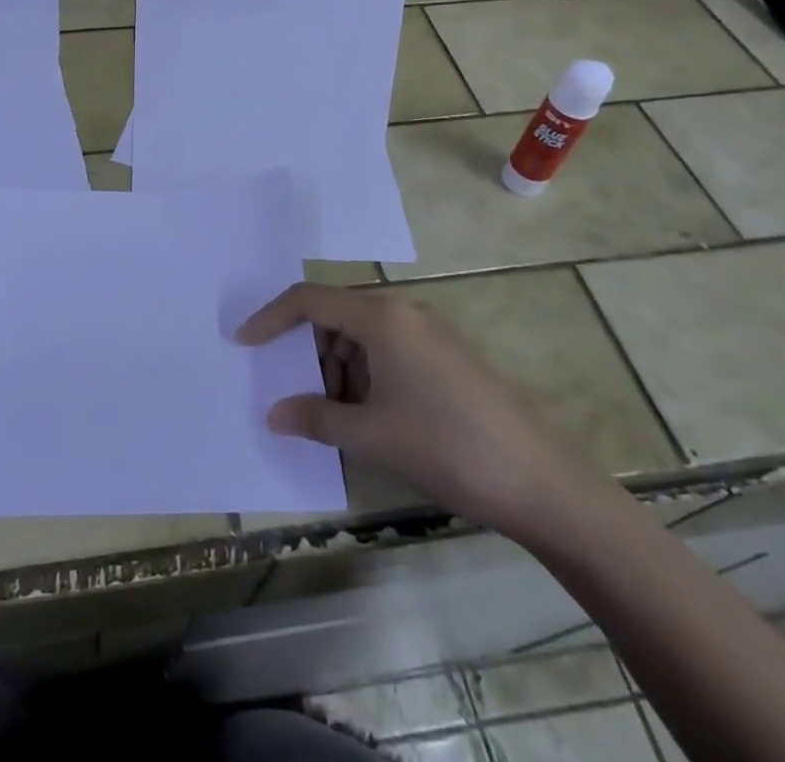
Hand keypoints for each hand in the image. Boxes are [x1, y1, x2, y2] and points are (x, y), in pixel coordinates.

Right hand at [237, 283, 597, 538]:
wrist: (541, 483)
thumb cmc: (446, 447)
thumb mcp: (372, 435)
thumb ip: (316, 418)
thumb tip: (274, 414)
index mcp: (380, 316)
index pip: (309, 300)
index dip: (270, 318)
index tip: (243, 343)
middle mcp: (402, 312)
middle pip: (335, 313)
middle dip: (308, 350)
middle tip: (297, 392)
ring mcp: (428, 333)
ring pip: (361, 334)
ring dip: (337, 367)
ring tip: (336, 414)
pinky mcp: (445, 357)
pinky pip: (387, 350)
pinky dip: (365, 374)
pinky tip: (370, 416)